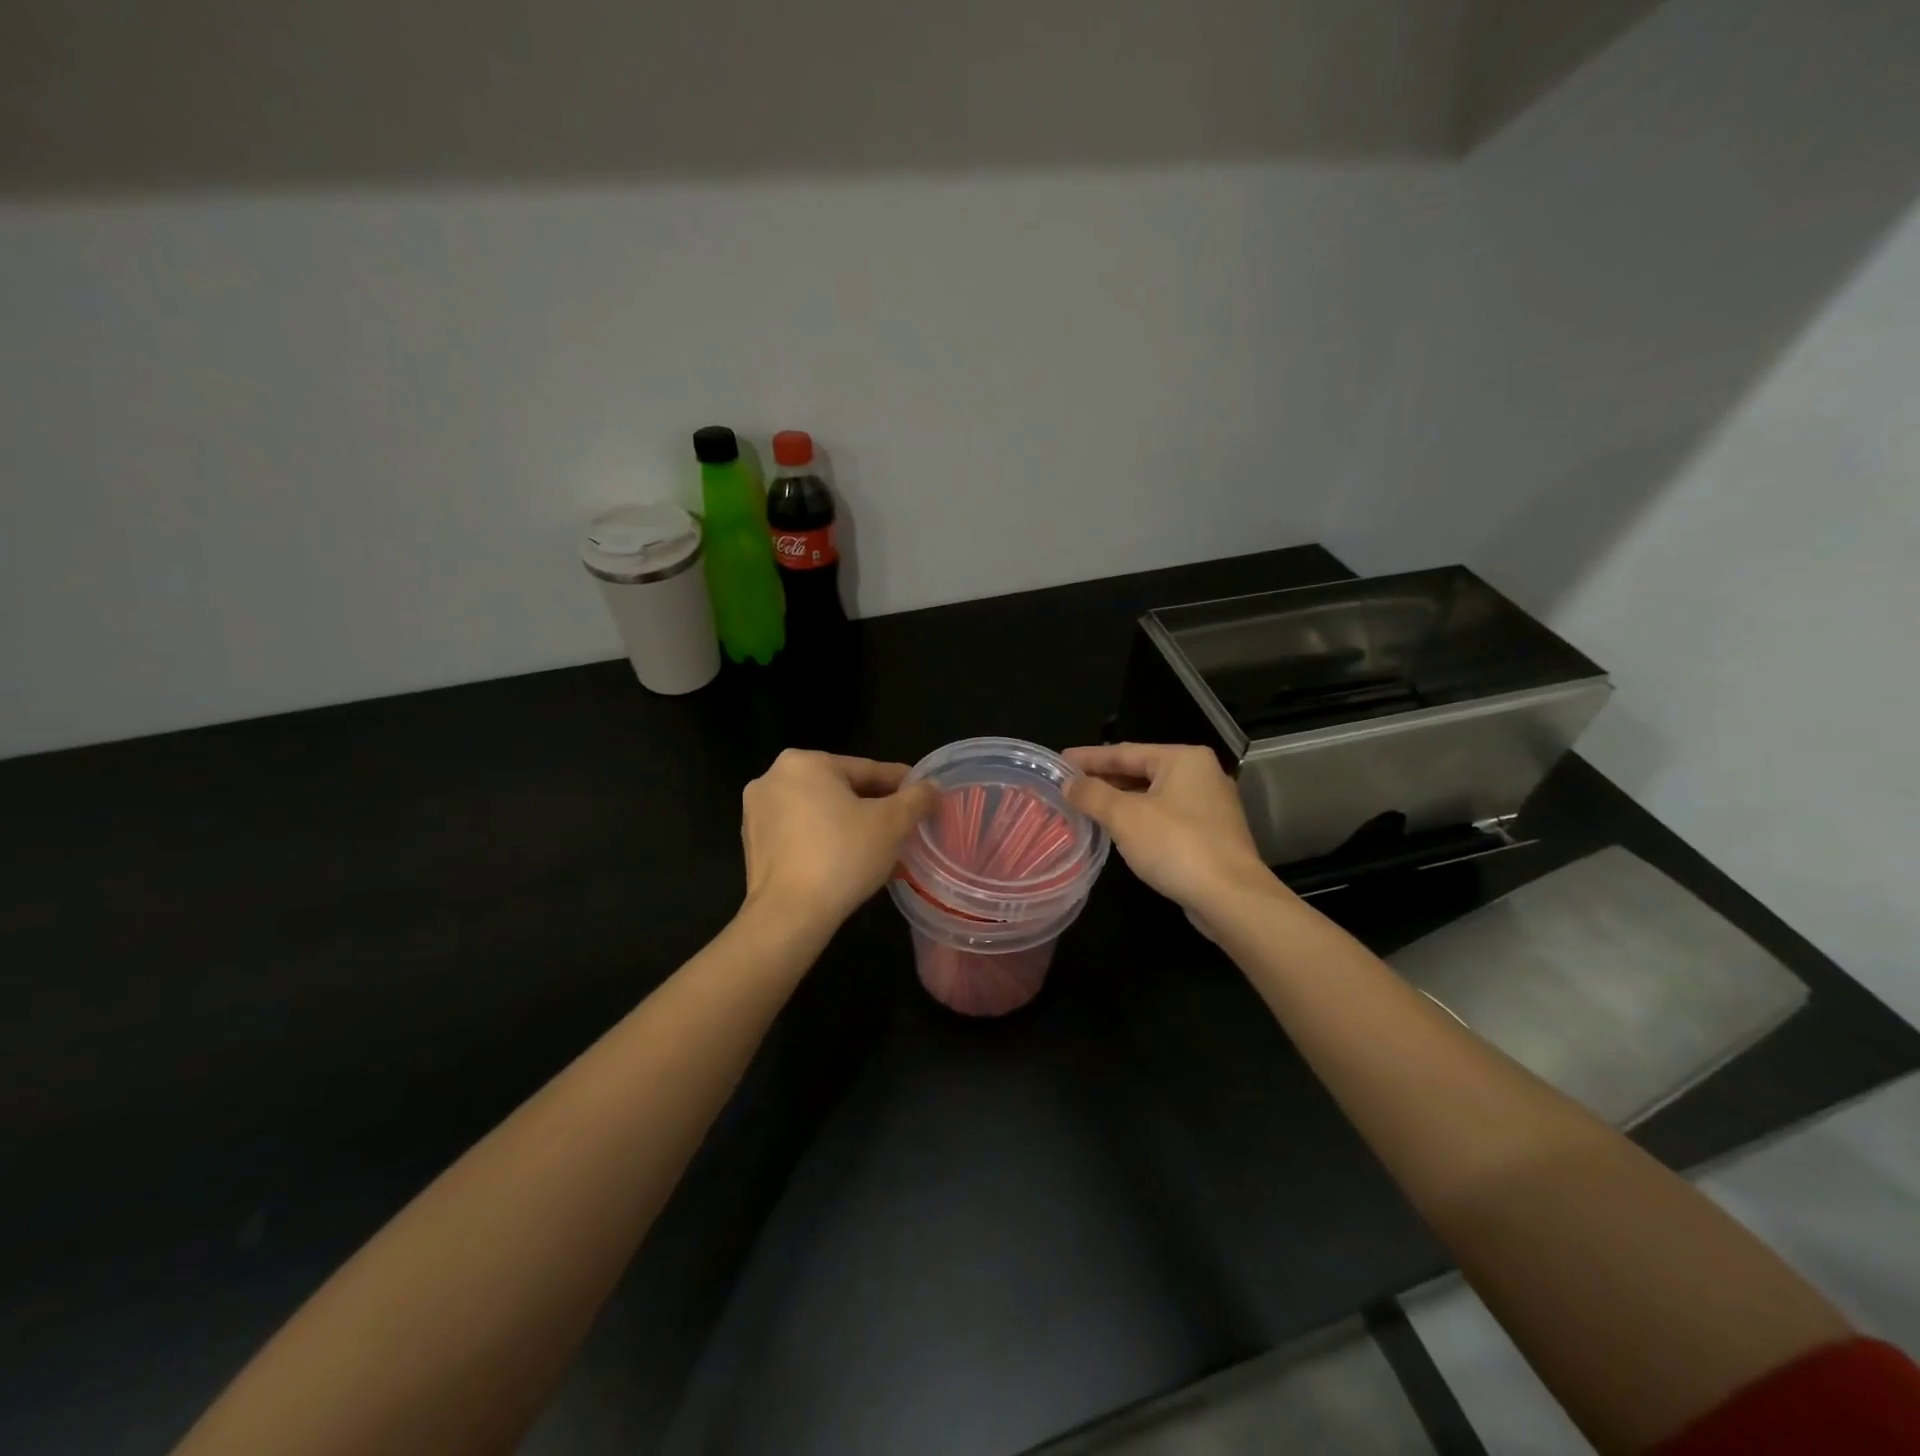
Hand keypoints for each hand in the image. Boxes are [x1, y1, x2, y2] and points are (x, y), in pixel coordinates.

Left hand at [739, 749, 938, 935]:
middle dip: (875, 808)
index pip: (867, 769)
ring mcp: (758, 812)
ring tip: (882, 849)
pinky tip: (849, 863)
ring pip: (820, 812)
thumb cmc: (843, 856)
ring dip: (851, 826)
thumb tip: (932, 787)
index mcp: (805, 762)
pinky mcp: (753, 844)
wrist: (789, 915)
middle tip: (905, 827)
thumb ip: (917, 798)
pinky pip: (801, 834)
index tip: (924, 796)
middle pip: (841, 789)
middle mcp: (774, 778)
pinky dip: (825, 842)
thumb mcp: (893, 823)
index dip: (902, 784)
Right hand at [1062, 742, 1278, 923]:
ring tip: (1087, 807)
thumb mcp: (1124, 816)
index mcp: (1183, 759)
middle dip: (1105, 780)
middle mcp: (1201, 775)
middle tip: (1070, 786)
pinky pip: (1165, 817)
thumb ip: (1092, 794)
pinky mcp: (1211, 835)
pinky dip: (1139, 820)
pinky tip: (1119, 831)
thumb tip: (1068, 783)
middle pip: (1141, 771)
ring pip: (1153, 796)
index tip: (1060, 761)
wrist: (1231, 898)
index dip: (1089, 758)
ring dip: (1120, 801)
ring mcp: (1210, 806)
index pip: (1125, 752)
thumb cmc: (1176, 845)